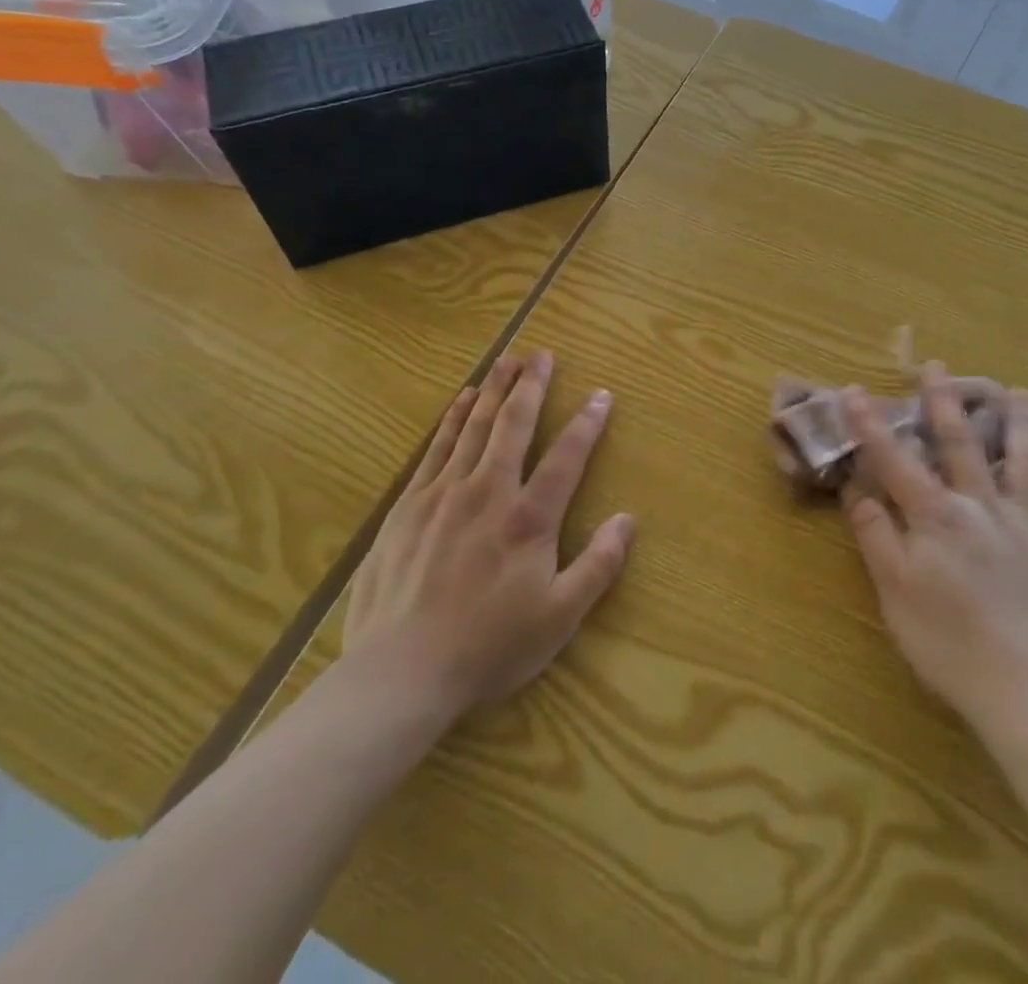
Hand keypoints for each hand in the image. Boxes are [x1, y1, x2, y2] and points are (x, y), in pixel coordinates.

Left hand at [342, 350, 633, 724]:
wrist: (400, 672)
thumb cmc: (488, 647)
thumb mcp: (559, 618)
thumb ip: (598, 566)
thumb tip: (628, 520)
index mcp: (529, 518)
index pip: (566, 457)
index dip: (587, 423)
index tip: (601, 394)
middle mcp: (488, 492)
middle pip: (514, 425)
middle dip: (532, 386)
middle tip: (542, 354)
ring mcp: (444, 494)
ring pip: (474, 426)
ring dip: (494, 390)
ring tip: (507, 361)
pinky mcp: (408, 505)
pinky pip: (436, 447)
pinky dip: (453, 418)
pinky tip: (462, 400)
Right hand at [841, 363, 1027, 728]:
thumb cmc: (949, 644)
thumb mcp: (894, 593)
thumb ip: (876, 536)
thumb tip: (857, 490)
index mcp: (936, 517)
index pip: (895, 460)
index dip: (871, 424)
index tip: (855, 389)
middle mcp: (983, 507)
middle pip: (962, 445)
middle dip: (945, 402)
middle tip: (939, 366)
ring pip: (1025, 462)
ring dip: (1019, 423)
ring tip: (1019, 392)